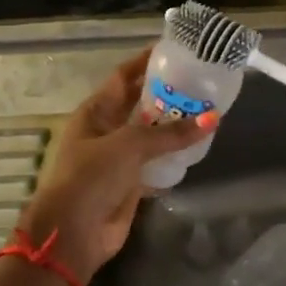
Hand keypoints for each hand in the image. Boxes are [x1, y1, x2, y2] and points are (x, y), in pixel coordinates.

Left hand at [19, 49, 210, 282]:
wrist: (72, 235)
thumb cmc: (90, 178)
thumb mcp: (129, 146)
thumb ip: (170, 133)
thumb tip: (212, 118)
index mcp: (95, 112)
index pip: (123, 76)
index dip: (145, 62)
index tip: (174, 50)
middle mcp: (106, 129)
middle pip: (140, 103)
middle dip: (166, 93)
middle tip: (200, 80)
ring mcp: (118, 157)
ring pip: (151, 133)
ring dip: (174, 124)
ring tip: (207, 108)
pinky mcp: (131, 182)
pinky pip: (157, 161)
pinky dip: (175, 155)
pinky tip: (199, 145)